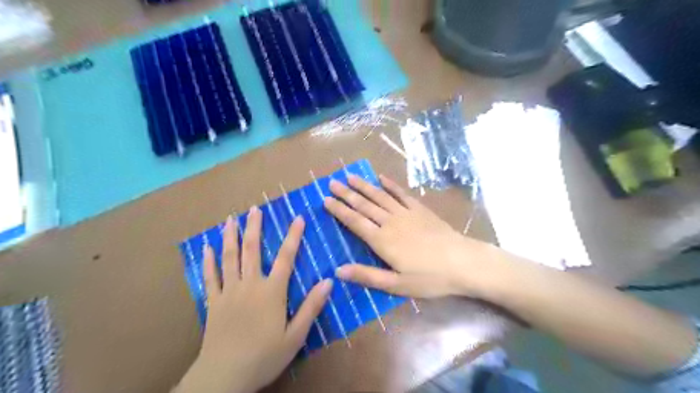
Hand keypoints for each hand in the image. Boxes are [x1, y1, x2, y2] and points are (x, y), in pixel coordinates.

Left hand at [176, 207, 330, 391]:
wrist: (224, 377)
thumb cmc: (264, 356)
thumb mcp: (295, 335)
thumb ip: (311, 306)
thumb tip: (329, 281)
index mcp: (271, 291)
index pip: (285, 257)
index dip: (293, 236)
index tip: (298, 218)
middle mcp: (249, 285)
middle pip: (252, 250)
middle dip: (254, 227)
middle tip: (254, 209)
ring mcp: (228, 292)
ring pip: (229, 258)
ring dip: (230, 236)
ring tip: (230, 219)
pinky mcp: (213, 302)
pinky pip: (209, 277)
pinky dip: (208, 261)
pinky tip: (206, 247)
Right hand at [325, 173, 499, 299]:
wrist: (462, 262)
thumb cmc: (429, 278)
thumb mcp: (396, 284)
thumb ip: (367, 275)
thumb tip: (338, 271)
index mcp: (382, 241)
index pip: (354, 222)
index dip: (339, 210)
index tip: (326, 199)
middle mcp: (390, 222)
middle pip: (364, 205)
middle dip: (346, 194)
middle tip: (332, 182)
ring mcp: (406, 213)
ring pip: (379, 196)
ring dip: (363, 186)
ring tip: (350, 176)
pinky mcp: (420, 209)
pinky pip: (401, 194)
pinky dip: (390, 185)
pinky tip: (381, 178)